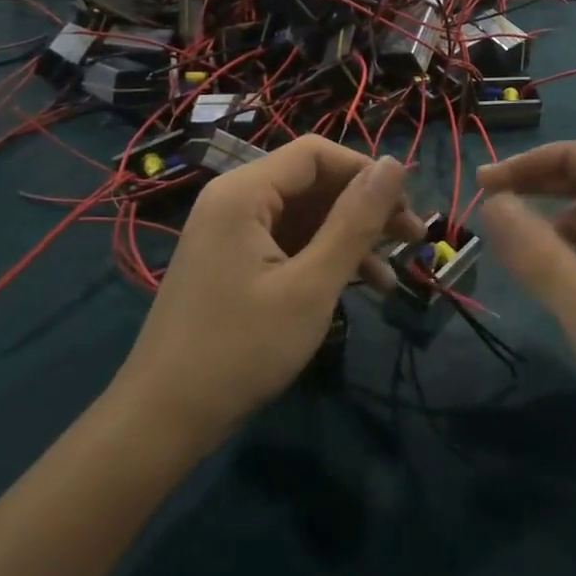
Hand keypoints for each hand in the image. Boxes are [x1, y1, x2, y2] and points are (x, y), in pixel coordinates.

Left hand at [115, 137, 415, 451]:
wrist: (163, 422)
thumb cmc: (241, 349)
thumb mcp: (311, 286)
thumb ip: (355, 222)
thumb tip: (395, 164)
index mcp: (244, 192)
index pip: (316, 153)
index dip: (366, 171)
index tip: (407, 206)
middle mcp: (235, 200)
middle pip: (312, 183)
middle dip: (365, 207)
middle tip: (413, 239)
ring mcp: (232, 233)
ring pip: (305, 216)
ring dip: (351, 237)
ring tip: (396, 270)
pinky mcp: (235, 263)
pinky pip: (289, 243)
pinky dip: (325, 259)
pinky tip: (363, 288)